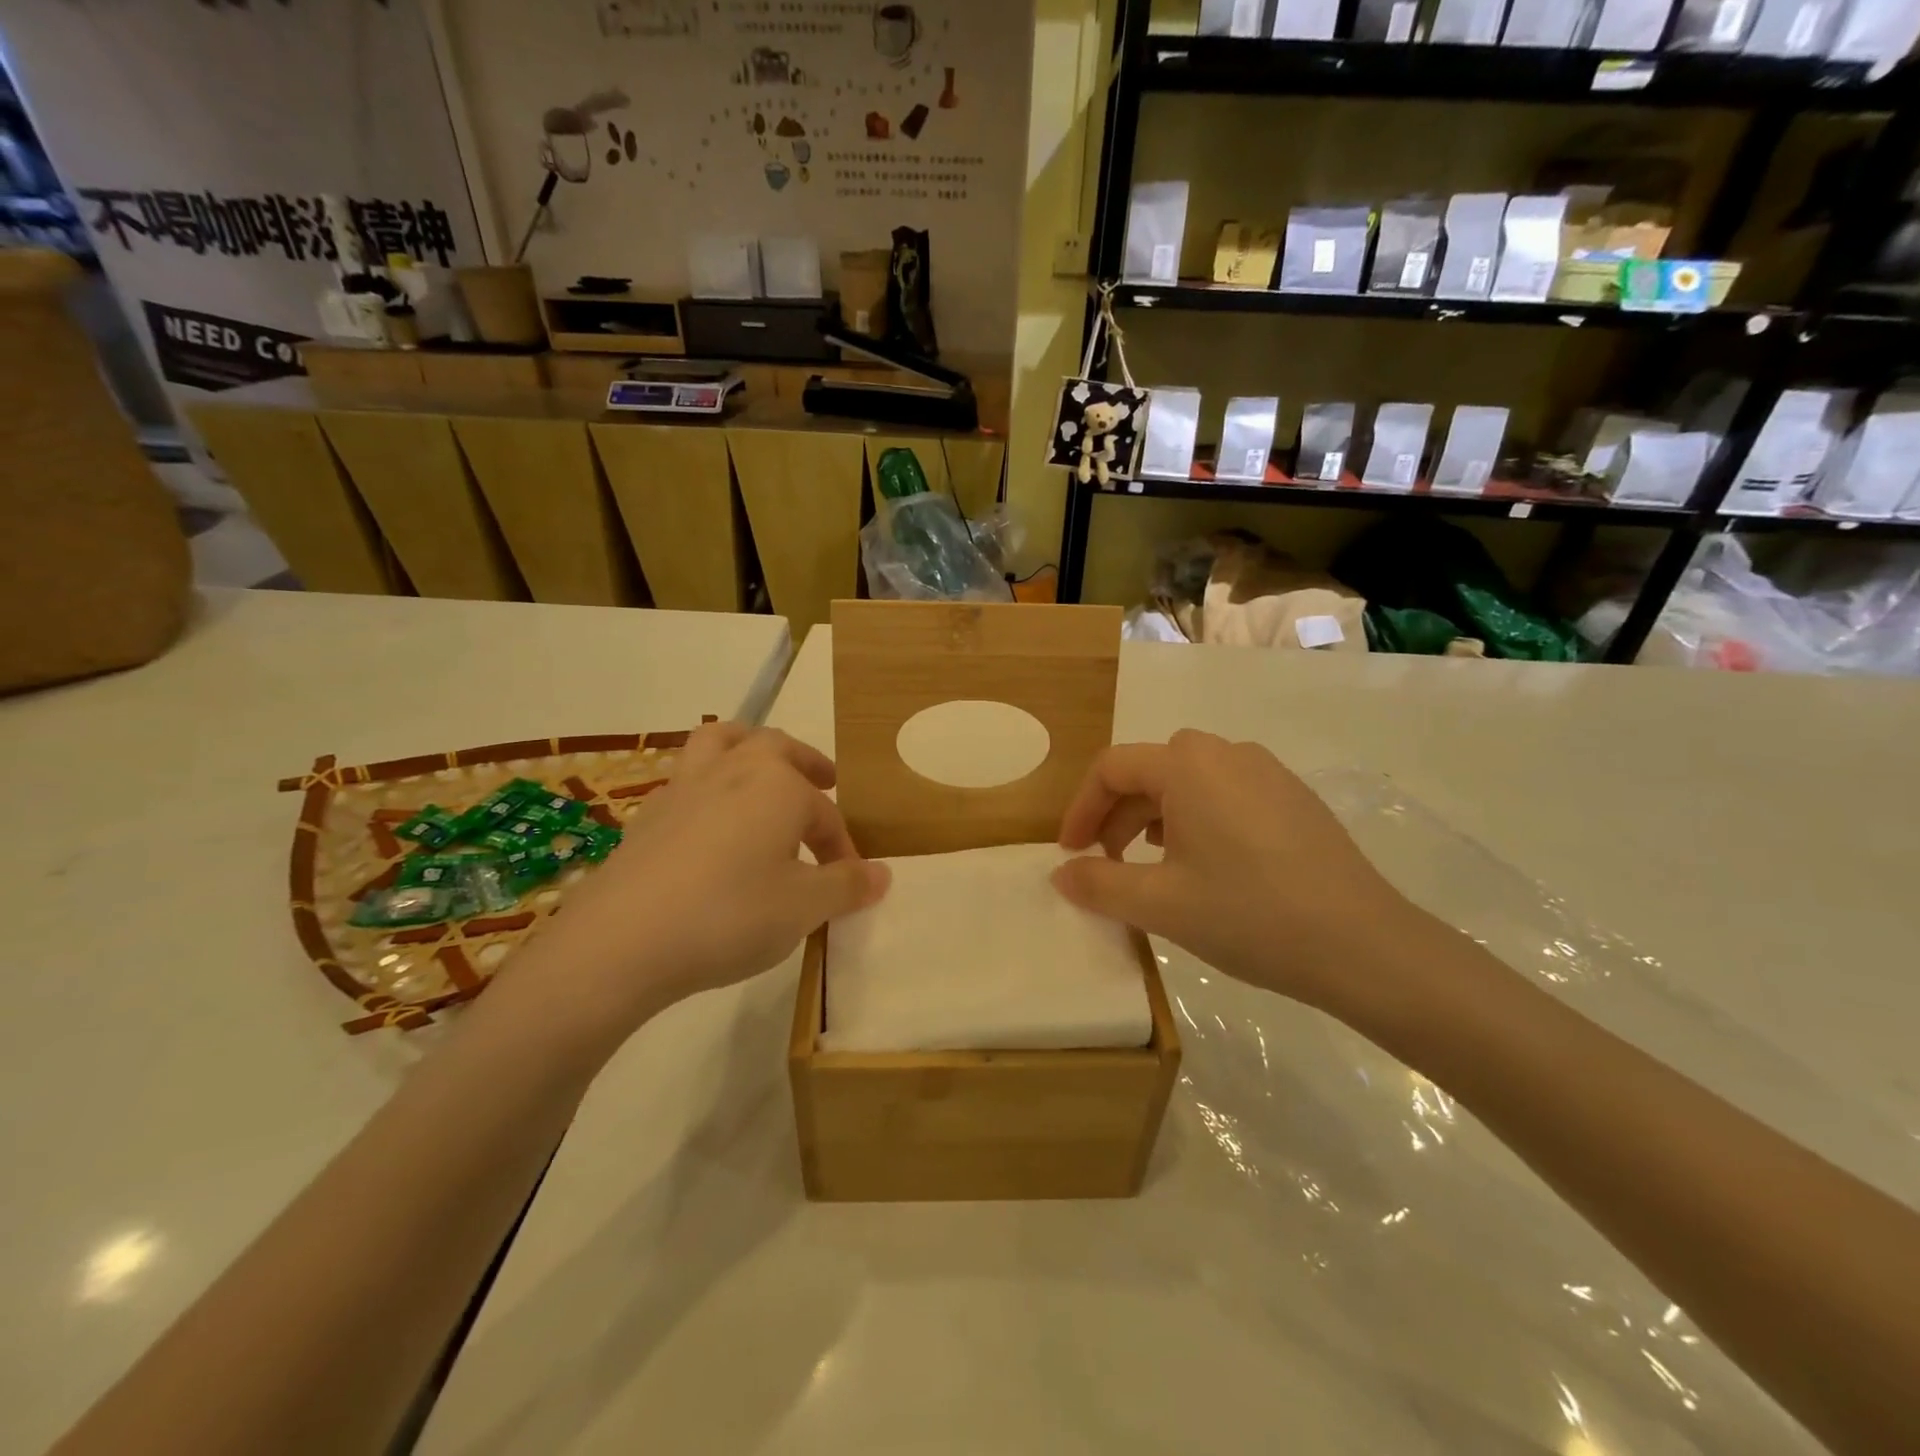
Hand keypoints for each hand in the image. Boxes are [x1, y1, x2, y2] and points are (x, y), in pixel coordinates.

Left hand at [506, 724, 888, 1039]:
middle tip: (824, 781)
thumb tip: (882, 874)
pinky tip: (709, 825)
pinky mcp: (647, 815)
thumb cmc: (730, 915)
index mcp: (778, 785)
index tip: (850, 882)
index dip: (843, 848)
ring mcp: (683, 787)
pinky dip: (708, 786)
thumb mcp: (804, 907)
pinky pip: (687, 780)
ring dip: (748, 747)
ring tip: (761, 768)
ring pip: (719, 742)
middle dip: (805, 763)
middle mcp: (732, 770)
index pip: (825, 814)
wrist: (622, 941)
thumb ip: (846, 886)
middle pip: (775, 747)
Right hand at [1052, 730, 1419, 1014]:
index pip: (1112, 768)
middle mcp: (1227, 753)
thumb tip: (1061, 874)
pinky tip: (1204, 865)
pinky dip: (1195, 820)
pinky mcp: (1294, 798)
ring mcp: (1267, 773)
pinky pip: (1225, 794)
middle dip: (1115, 815)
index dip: (1081, 809)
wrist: (1364, 945)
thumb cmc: (1250, 915)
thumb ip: (1099, 884)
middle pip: (1149, 771)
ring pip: (1188, 782)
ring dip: (1153, 817)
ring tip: (1148, 864)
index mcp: (1188, 765)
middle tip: (1104, 863)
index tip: (1070, 853)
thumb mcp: (1161, 904)